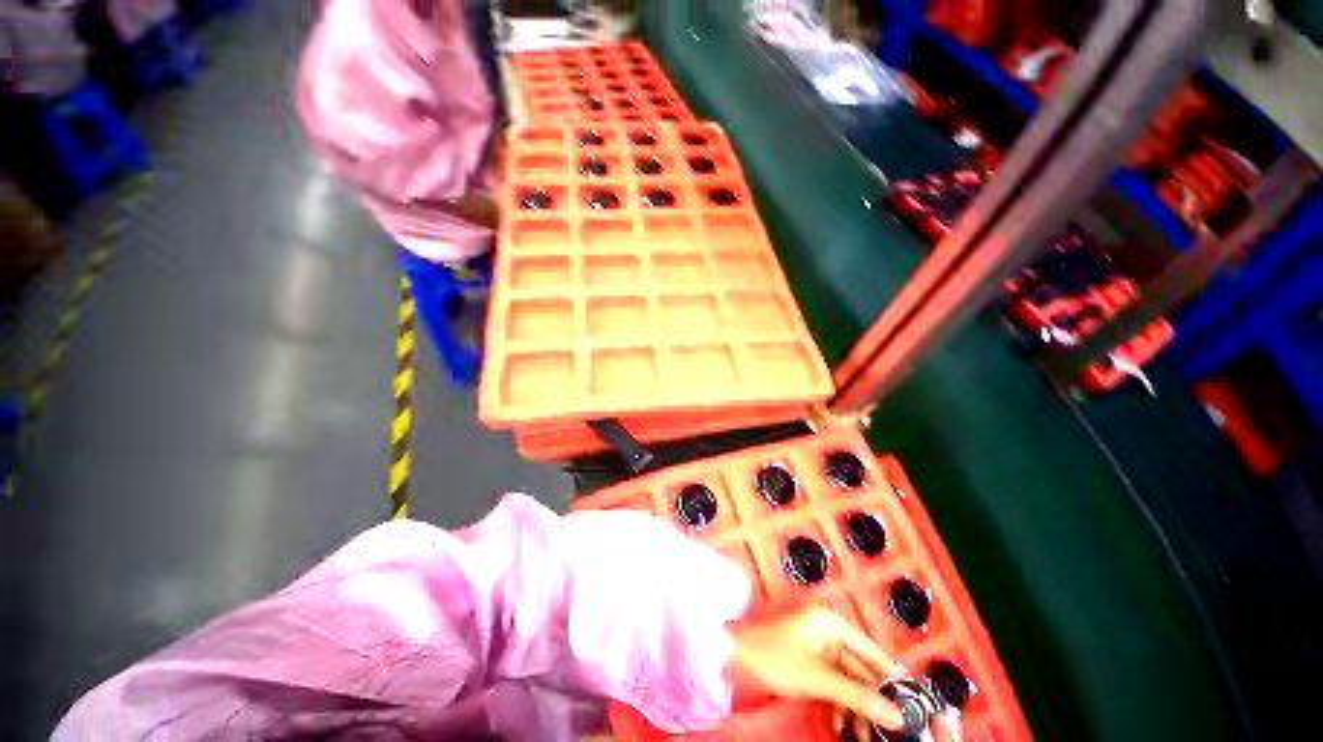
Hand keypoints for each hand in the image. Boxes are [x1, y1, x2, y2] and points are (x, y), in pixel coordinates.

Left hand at [727, 606, 906, 730]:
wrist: (735, 655)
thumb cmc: (776, 657)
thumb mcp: (819, 679)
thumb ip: (858, 696)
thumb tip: (897, 715)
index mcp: (830, 622)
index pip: (870, 650)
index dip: (891, 676)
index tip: (914, 702)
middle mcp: (827, 629)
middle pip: (860, 666)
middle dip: (873, 697)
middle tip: (893, 727)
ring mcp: (816, 645)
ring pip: (847, 677)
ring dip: (857, 705)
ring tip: (866, 733)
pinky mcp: (808, 660)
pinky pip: (832, 681)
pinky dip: (839, 701)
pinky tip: (843, 723)